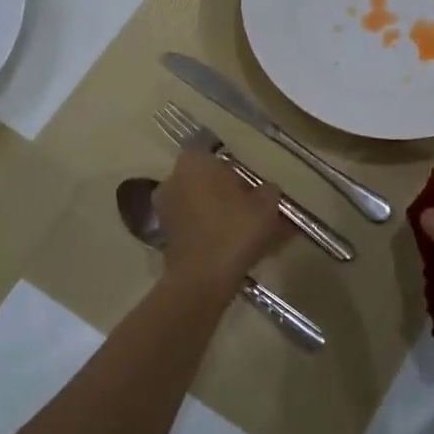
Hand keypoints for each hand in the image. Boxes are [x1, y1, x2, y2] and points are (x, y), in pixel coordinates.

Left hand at [154, 150, 292, 294]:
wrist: (204, 277)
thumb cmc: (235, 228)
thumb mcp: (266, 204)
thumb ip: (268, 190)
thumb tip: (265, 190)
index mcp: (194, 162)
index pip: (217, 156)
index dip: (238, 173)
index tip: (253, 189)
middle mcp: (173, 180)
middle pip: (208, 182)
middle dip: (230, 195)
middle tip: (255, 211)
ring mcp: (165, 209)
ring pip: (202, 207)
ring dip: (223, 216)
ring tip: (251, 235)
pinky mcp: (166, 237)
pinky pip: (196, 228)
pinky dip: (214, 234)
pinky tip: (237, 249)